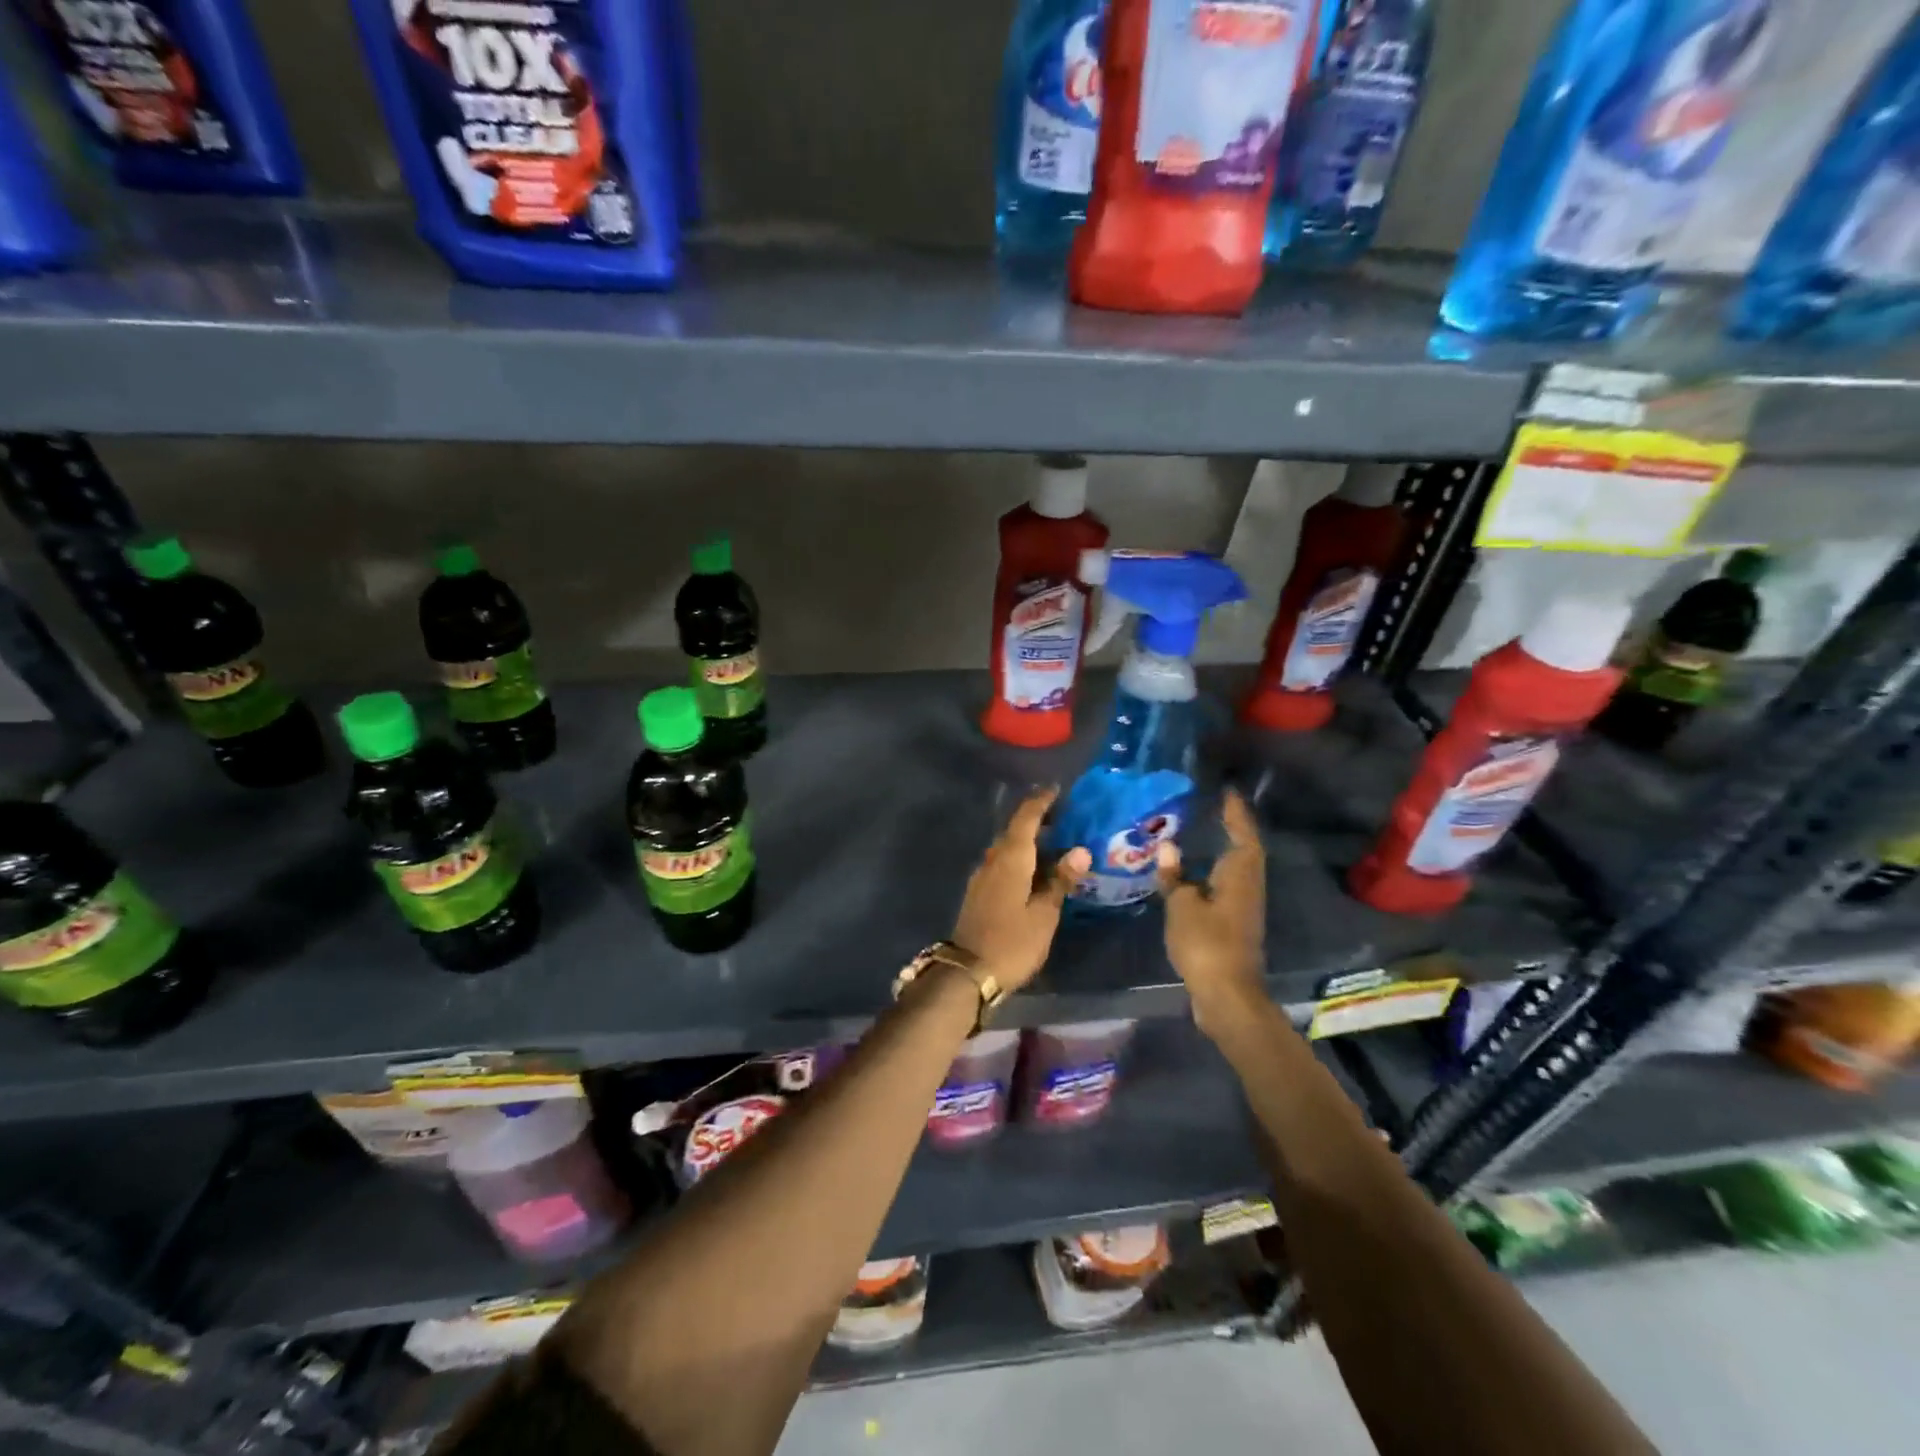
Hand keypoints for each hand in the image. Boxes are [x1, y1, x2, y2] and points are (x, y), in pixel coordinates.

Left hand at [950, 788, 1090, 994]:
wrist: (968, 972)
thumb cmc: (1012, 942)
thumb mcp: (1044, 914)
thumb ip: (1061, 881)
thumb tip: (1080, 850)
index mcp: (1011, 859)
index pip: (1026, 818)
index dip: (1041, 802)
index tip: (1058, 790)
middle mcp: (992, 860)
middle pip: (1014, 830)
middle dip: (1036, 819)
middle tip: (1064, 817)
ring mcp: (982, 876)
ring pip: (1006, 847)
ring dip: (1027, 840)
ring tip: (1054, 842)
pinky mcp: (979, 892)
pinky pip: (1001, 863)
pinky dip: (1019, 857)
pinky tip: (1034, 870)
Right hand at [1156, 789, 1266, 1037]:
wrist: (1227, 996)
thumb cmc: (1206, 944)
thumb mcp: (1182, 906)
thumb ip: (1175, 876)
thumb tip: (1168, 848)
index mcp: (1239, 875)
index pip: (1242, 834)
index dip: (1235, 813)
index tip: (1227, 792)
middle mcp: (1247, 887)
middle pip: (1244, 850)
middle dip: (1232, 828)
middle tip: (1212, 808)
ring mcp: (1243, 908)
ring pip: (1235, 870)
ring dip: (1221, 851)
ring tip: (1199, 834)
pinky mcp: (1234, 926)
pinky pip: (1225, 887)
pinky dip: (1211, 874)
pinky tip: (1192, 875)